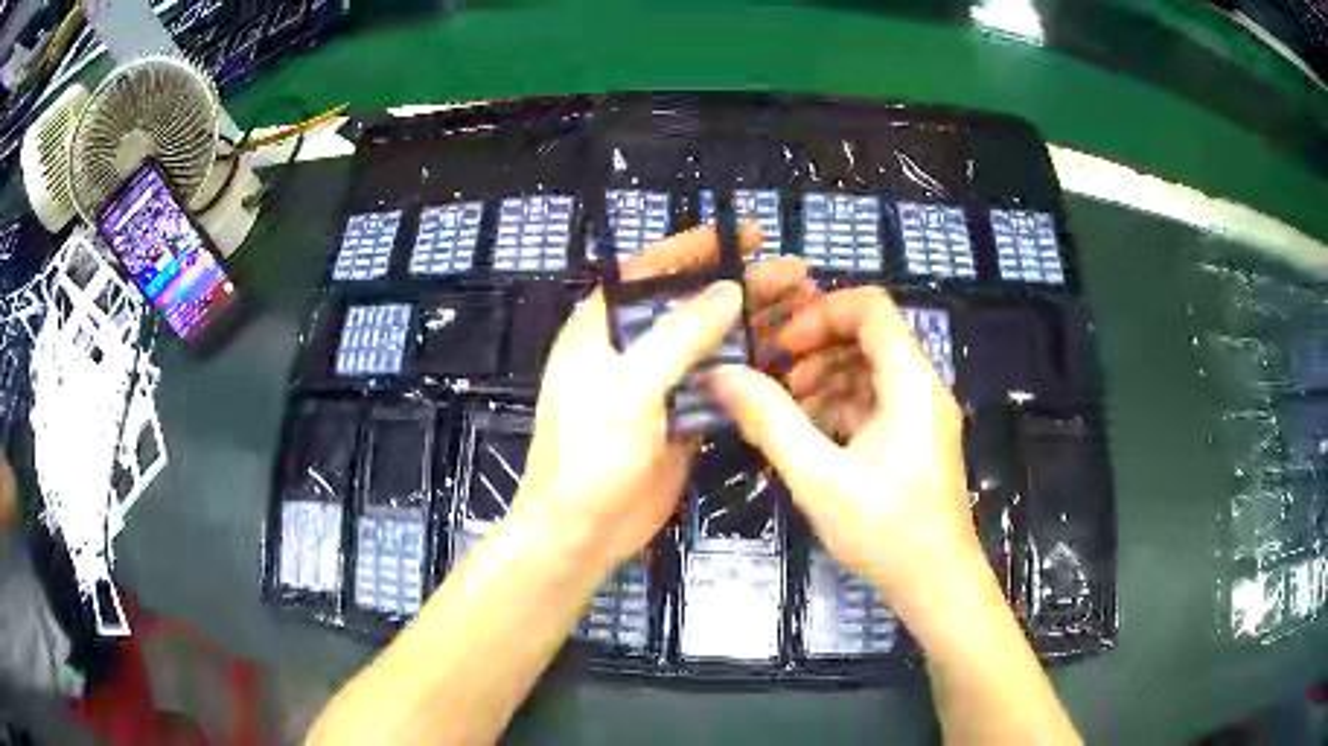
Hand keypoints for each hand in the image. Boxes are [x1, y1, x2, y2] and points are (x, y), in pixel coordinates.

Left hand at [513, 226, 813, 571]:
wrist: (581, 529)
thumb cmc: (590, 452)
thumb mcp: (630, 387)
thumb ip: (679, 335)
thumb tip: (729, 289)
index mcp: (604, 325)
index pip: (653, 269)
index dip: (700, 246)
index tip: (749, 233)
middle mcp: (633, 346)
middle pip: (693, 303)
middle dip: (744, 285)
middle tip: (796, 273)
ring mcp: (660, 383)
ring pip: (713, 342)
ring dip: (756, 325)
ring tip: (806, 307)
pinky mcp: (681, 416)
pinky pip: (721, 383)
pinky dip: (752, 370)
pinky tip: (790, 357)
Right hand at [706, 286, 979, 609]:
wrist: (936, 583)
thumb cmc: (886, 533)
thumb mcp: (820, 479)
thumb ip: (771, 422)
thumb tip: (722, 375)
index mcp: (911, 383)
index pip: (871, 308)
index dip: (821, 313)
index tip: (779, 346)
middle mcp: (923, 386)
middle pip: (869, 335)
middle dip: (816, 347)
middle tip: (772, 377)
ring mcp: (922, 412)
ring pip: (869, 368)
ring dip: (825, 377)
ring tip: (784, 408)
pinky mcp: (916, 436)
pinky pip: (875, 400)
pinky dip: (840, 404)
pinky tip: (809, 433)